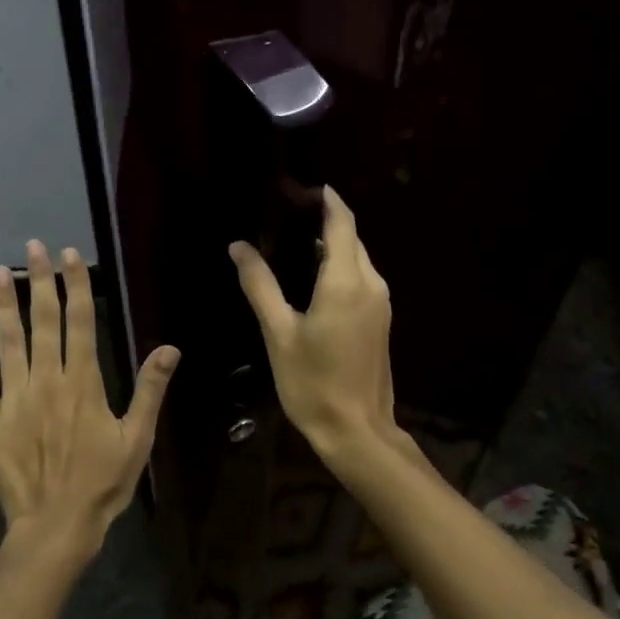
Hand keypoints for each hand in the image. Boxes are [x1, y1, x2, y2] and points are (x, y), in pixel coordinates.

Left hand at [0, 241, 179, 558]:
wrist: (56, 526)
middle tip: (34, 247)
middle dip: (41, 281)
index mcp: (83, 382)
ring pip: (7, 342)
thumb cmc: (103, 482)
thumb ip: (150, 390)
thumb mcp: (138, 438)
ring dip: (3, 305)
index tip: (69, 255)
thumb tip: (169, 347)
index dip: (75, 285)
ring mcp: (14, 398)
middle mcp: (46, 380)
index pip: (80, 321)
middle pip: (44, 321)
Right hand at [229, 188, 398, 455]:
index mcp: (346, 281)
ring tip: (295, 241)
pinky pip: (361, 279)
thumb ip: (260, 285)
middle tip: (287, 214)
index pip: (342, 222)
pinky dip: (339, 267)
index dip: (326, 199)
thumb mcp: (278, 333)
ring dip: (332, 245)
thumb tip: (239, 247)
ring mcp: (380, 303)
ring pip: (358, 259)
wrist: (357, 431)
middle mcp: (371, 284)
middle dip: (326, 220)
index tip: (301, 187)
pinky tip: (313, 277)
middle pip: (351, 238)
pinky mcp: (380, 320)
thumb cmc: (312, 383)